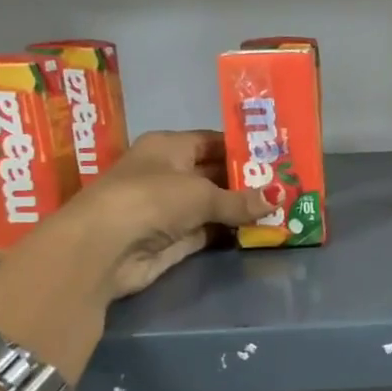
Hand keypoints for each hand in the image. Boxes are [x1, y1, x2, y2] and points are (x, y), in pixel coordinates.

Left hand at [0, 130, 266, 375]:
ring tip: (284, 207)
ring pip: (216, 204)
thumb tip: (279, 198)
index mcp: (169, 147)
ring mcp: (172, 208)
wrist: (104, 249)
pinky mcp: (175, 239)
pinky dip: (233, 231)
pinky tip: (262, 229)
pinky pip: (211, 230)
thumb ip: (240, 199)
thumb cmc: (150, 200)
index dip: (243, 147)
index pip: (212, 141)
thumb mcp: (201, 194)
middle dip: (248, 180)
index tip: (276, 154)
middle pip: (216, 173)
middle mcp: (169, 173)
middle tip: (288, 184)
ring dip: (244, 208)